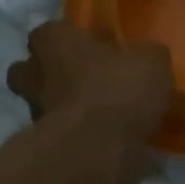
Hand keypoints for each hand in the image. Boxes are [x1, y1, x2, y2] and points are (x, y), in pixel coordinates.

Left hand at [6, 21, 173, 183]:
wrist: (97, 151)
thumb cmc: (117, 91)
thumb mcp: (151, 62)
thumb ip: (147, 56)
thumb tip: (148, 58)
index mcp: (54, 43)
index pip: (49, 32)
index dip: (69, 39)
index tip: (92, 48)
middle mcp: (35, 75)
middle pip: (33, 72)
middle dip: (55, 77)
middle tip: (89, 83)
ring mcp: (37, 115)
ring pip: (48, 106)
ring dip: (71, 111)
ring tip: (107, 119)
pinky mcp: (48, 148)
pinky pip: (68, 139)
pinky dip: (85, 141)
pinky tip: (114, 145)